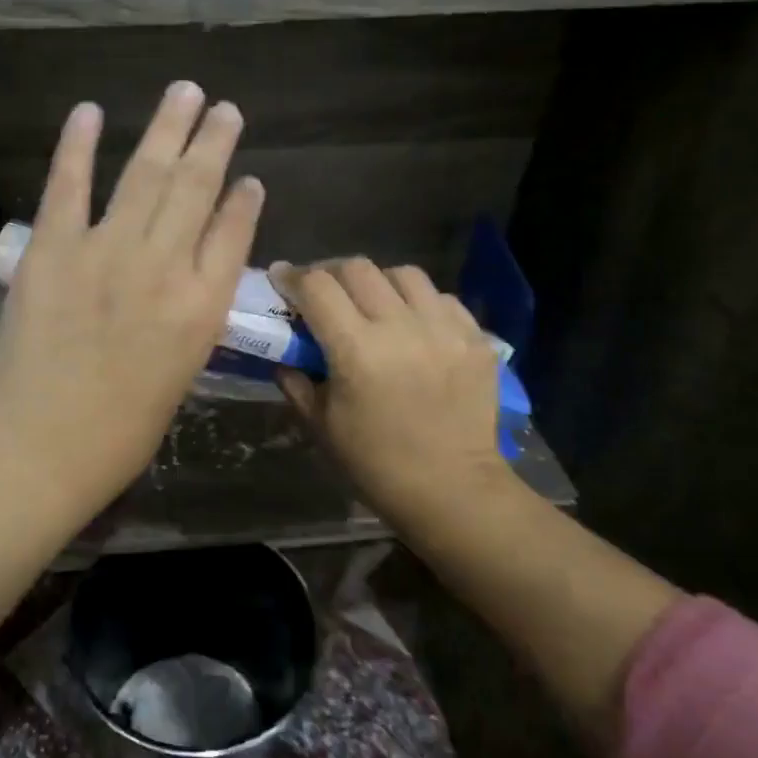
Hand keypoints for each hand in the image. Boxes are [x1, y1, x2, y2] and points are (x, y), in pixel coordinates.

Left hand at [0, 82, 264, 525]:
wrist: (43, 446)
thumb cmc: (120, 432)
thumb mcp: (180, 375)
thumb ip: (191, 319)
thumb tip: (192, 279)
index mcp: (202, 306)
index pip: (233, 233)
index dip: (243, 200)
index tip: (249, 176)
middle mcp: (163, 266)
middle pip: (197, 188)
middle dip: (213, 142)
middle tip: (223, 108)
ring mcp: (106, 251)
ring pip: (146, 174)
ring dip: (167, 128)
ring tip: (184, 92)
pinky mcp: (52, 249)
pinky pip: (69, 186)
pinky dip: (78, 146)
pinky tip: (90, 112)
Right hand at [271, 259, 511, 542]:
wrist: (452, 489)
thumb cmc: (375, 464)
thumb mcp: (321, 424)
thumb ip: (296, 380)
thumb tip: (283, 351)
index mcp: (357, 350)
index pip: (317, 287)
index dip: (293, 277)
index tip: (282, 278)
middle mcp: (402, 328)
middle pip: (358, 268)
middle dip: (331, 273)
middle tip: (323, 291)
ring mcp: (445, 330)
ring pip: (404, 274)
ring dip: (378, 282)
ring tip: (372, 303)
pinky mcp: (476, 339)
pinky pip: (441, 298)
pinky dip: (418, 303)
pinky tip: (412, 326)